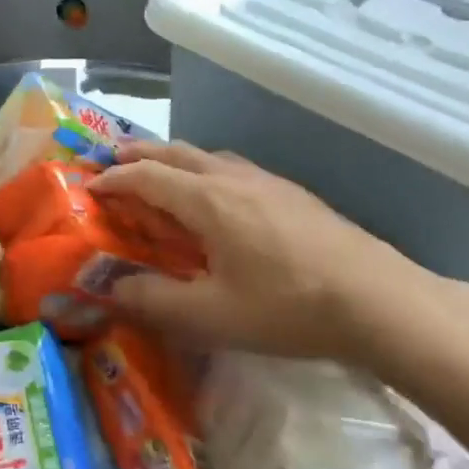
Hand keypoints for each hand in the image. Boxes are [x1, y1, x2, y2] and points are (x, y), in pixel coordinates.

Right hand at [90, 142, 445, 365]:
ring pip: (207, 155)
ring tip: (161, 173)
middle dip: (139, 154)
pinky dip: (205, 169)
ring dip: (174, 158)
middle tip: (114, 161)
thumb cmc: (287, 306)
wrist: (378, 299)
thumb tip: (109, 289)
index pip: (146, 176)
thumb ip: (153, 302)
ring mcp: (267, 181)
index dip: (113, 180)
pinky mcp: (292, 193)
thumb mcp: (211, 316)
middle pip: (175, 152)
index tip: (89, 188)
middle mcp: (232, 178)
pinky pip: (233, 167)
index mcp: (207, 200)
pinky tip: (218, 195)